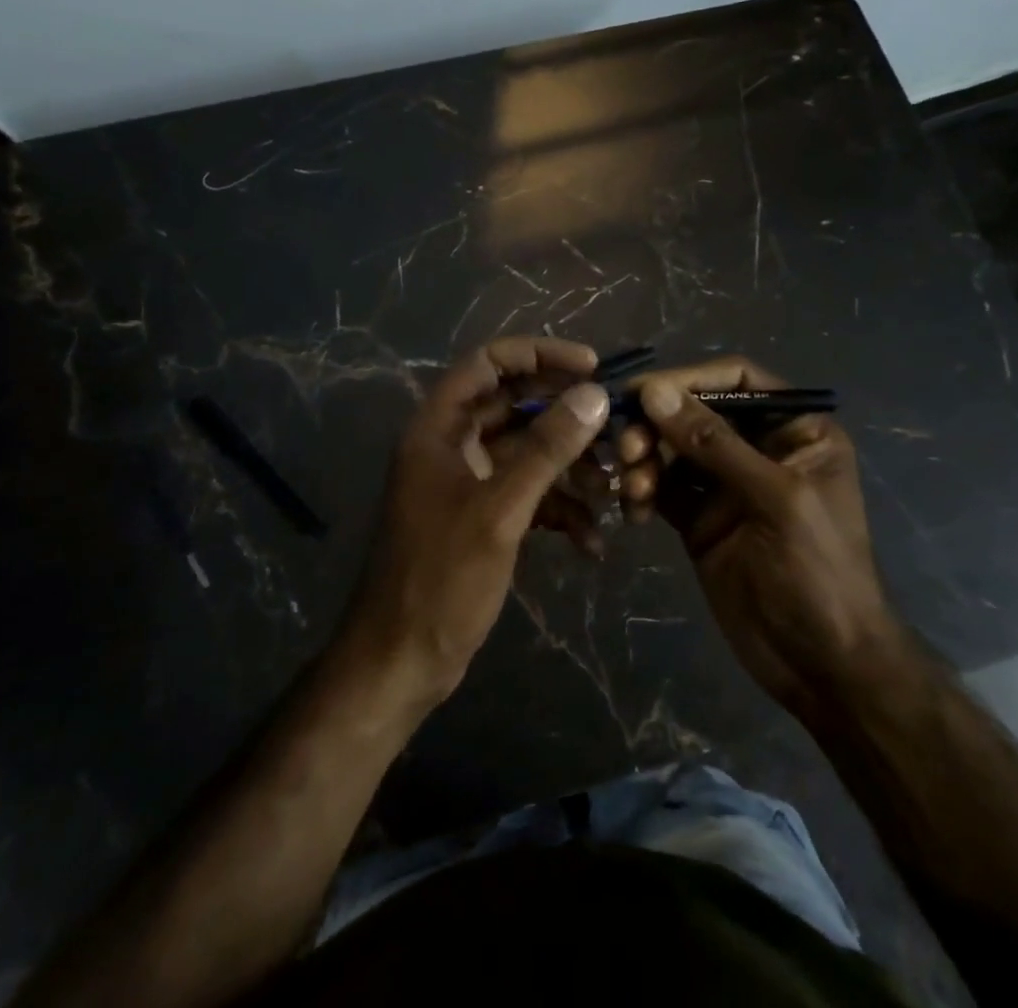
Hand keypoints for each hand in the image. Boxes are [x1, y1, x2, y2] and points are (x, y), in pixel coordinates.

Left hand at [343, 337, 610, 703]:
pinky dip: (560, 510)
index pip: (489, 362)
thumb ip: (547, 448)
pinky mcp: (484, 517)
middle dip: (566, 415)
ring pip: (528, 452)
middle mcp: (452, 445)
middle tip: (615, 423)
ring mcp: (468, 483)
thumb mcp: (500, 509)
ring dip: (570, 467)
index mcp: (439, 427)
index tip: (591, 366)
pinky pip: (529, 494)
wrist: (401, 662)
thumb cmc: (441, 577)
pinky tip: (591, 542)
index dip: (540, 354)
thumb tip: (593, 394)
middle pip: (515, 405)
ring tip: (611, 489)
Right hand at [618, 357, 900, 718]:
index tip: (641, 392)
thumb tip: (655, 392)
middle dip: (657, 425)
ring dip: (644, 460)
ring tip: (632, 486)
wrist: (823, 667)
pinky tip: (633, 512)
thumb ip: (715, 444)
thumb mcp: (775, 499)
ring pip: (671, 450)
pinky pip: (661, 488)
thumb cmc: (819, 572)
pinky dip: (642, 492)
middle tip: (626, 447)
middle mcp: (758, 447)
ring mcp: (726, 485)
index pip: (736, 379)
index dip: (688, 378)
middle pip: (694, 413)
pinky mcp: (699, 519)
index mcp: (794, 430)